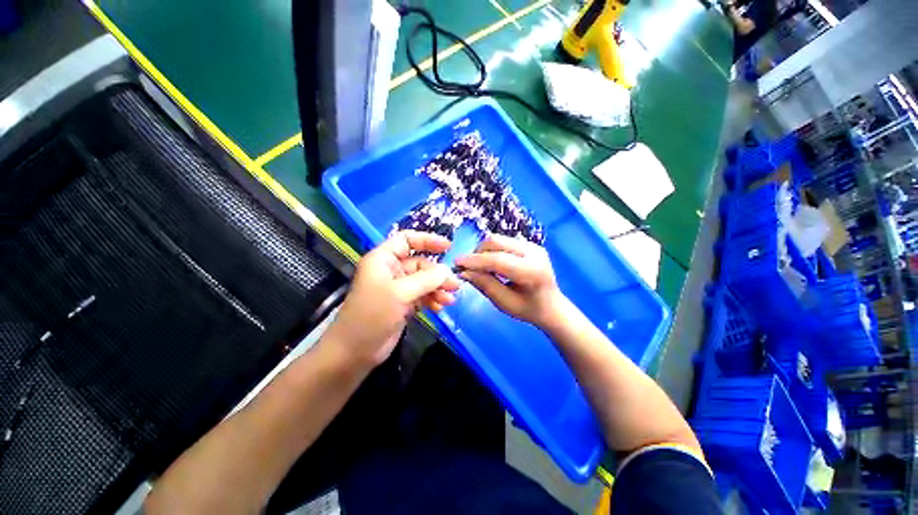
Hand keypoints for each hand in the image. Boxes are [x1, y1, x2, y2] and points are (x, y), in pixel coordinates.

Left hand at [326, 231, 459, 366]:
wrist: (354, 352)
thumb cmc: (372, 315)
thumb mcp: (400, 293)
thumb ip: (426, 279)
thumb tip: (447, 270)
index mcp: (383, 259)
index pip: (407, 240)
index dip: (427, 240)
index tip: (448, 246)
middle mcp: (391, 270)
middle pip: (420, 264)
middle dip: (438, 274)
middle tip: (454, 285)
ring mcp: (398, 288)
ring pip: (424, 281)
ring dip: (438, 289)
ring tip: (449, 300)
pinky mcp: (403, 304)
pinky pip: (422, 295)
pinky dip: (432, 299)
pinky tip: (439, 307)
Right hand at [454, 234, 562, 327]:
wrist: (552, 306)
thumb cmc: (529, 309)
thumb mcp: (504, 303)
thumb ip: (485, 285)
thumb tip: (464, 272)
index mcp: (532, 271)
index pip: (498, 260)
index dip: (475, 261)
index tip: (457, 263)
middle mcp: (534, 252)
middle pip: (496, 242)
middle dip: (477, 253)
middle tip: (469, 267)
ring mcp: (532, 245)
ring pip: (498, 239)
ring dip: (484, 251)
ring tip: (480, 267)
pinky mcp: (529, 244)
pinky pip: (503, 242)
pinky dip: (492, 251)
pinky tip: (492, 264)